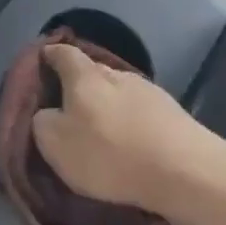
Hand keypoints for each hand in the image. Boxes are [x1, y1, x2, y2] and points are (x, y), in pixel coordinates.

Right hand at [31, 44, 225, 212]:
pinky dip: (128, 120)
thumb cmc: (108, 154)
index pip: (63, 54)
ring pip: (118, 91)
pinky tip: (127, 138)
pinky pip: (139, 110)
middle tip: (65, 102)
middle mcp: (118, 74)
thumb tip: (47, 113)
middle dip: (78, 83)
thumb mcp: (56, 144)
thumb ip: (43, 122)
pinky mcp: (172, 113)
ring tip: (98, 124)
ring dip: (106, 103)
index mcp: (85, 76)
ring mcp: (149, 91)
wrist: (183, 170)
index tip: (42, 59)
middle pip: (92, 71)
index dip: (50, 55)